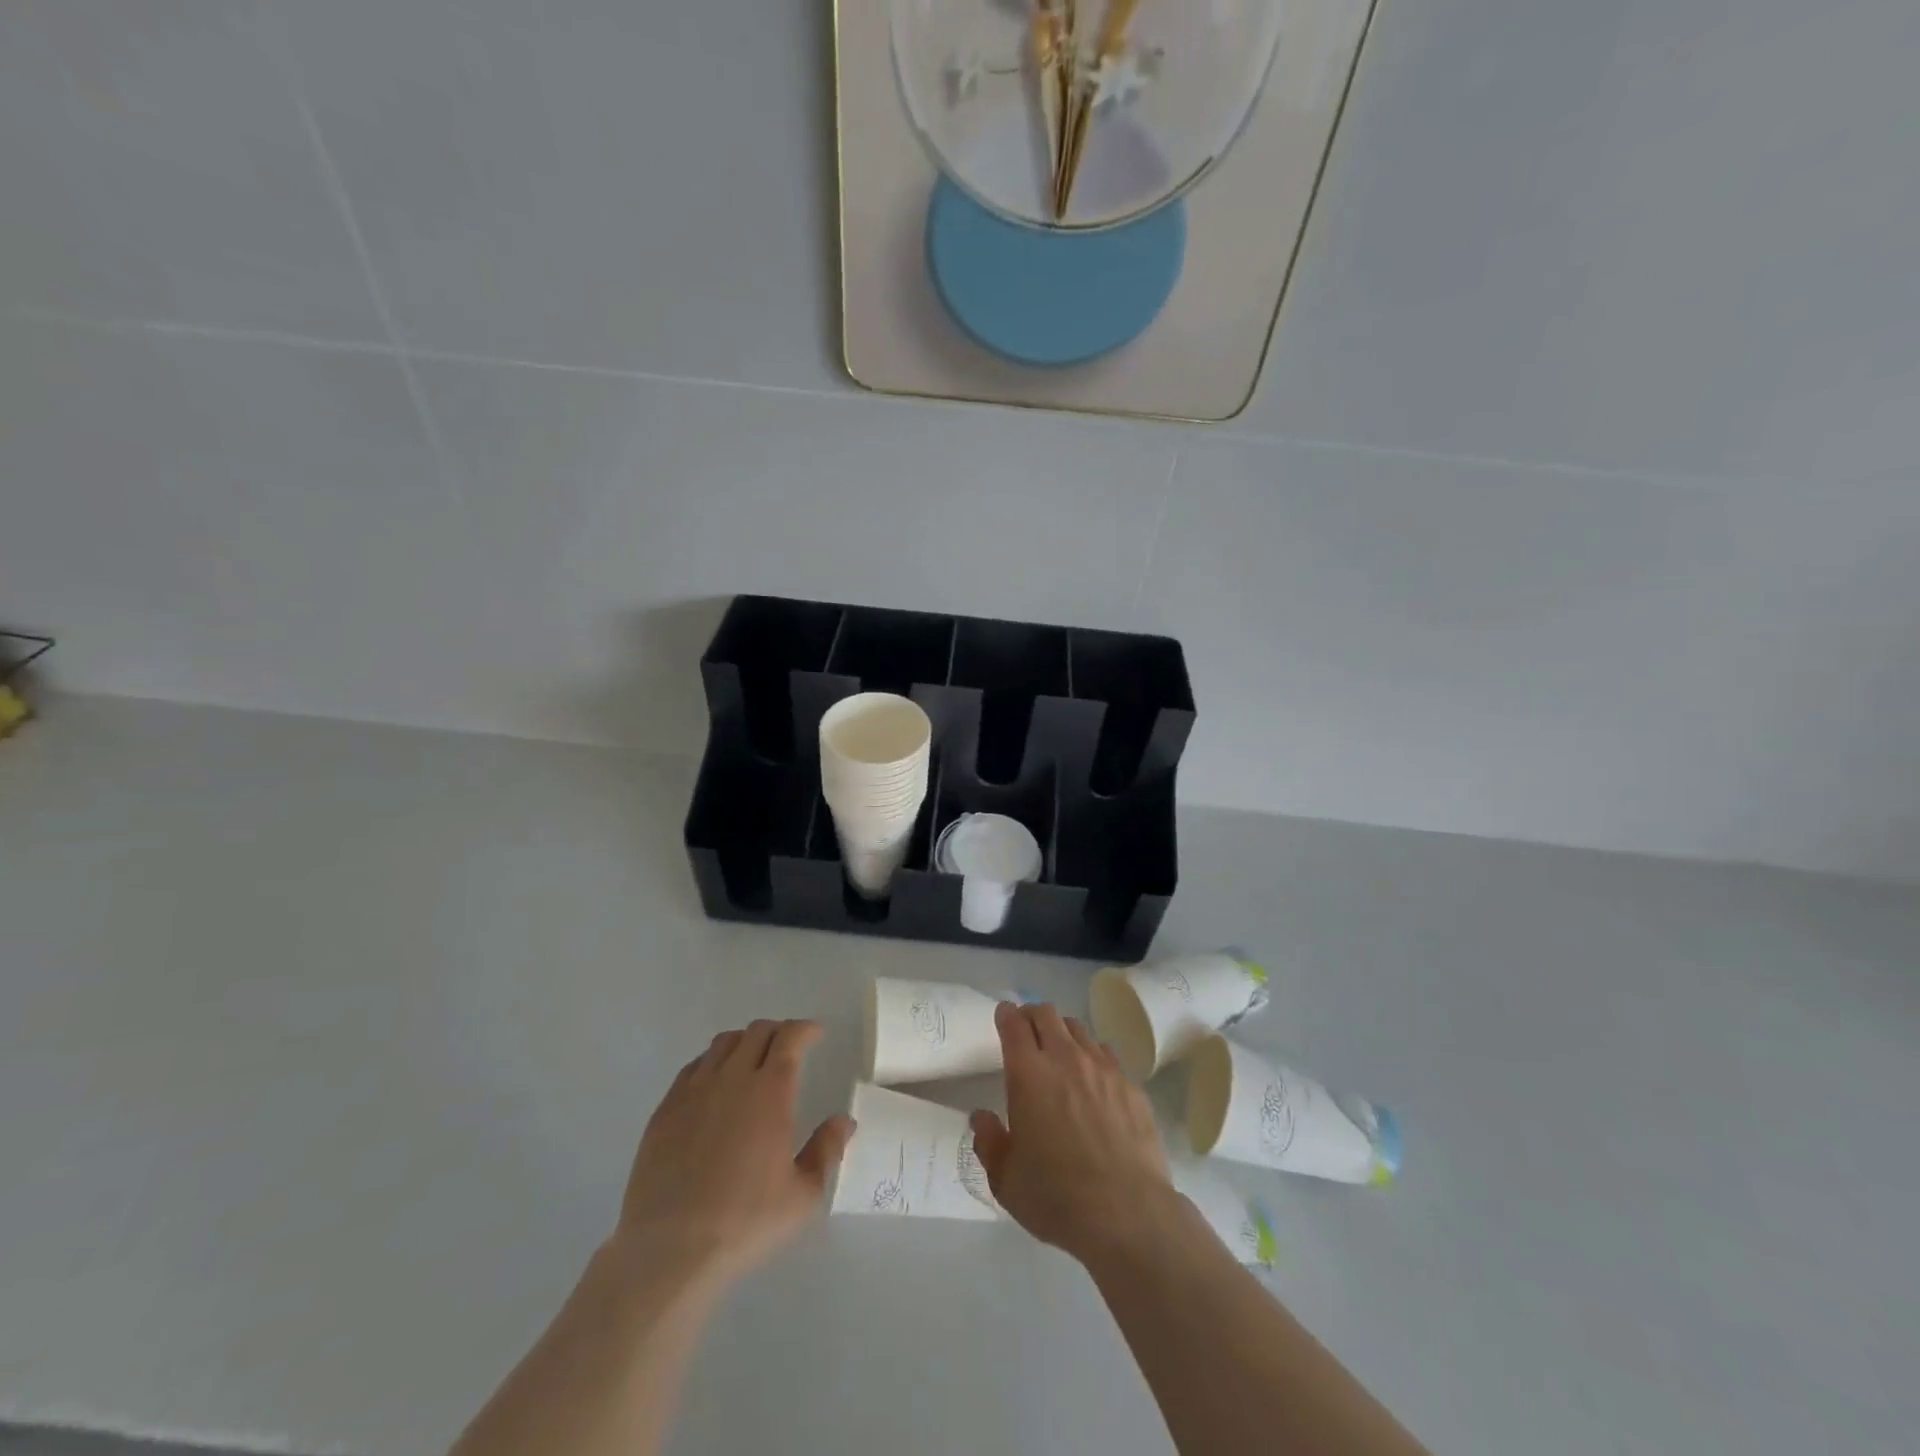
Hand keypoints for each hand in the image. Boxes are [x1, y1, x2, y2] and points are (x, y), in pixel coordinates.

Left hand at [616, 1019, 854, 1288]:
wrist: (670, 1250)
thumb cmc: (746, 1221)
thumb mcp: (803, 1195)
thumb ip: (827, 1150)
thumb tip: (843, 1121)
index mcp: (771, 1090)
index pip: (790, 1037)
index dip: (806, 1029)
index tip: (816, 1034)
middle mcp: (733, 1077)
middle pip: (757, 1032)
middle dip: (778, 1032)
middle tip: (788, 1048)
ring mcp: (694, 1091)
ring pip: (723, 1043)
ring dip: (745, 1042)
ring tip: (752, 1061)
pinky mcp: (665, 1110)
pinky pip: (693, 1068)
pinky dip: (712, 1063)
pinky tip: (715, 1086)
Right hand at [969, 1001, 1171, 1263]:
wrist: (1127, 1213)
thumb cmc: (1056, 1196)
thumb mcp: (1006, 1179)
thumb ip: (989, 1141)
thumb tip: (981, 1117)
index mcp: (1029, 1074)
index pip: (1014, 1024)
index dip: (1006, 1015)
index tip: (1004, 1016)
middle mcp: (1065, 1059)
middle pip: (1047, 1014)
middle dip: (1032, 1015)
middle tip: (1027, 1030)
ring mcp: (1102, 1068)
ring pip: (1078, 1029)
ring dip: (1063, 1033)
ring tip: (1060, 1052)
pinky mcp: (1131, 1085)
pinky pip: (1106, 1054)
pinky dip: (1093, 1056)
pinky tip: (1093, 1080)